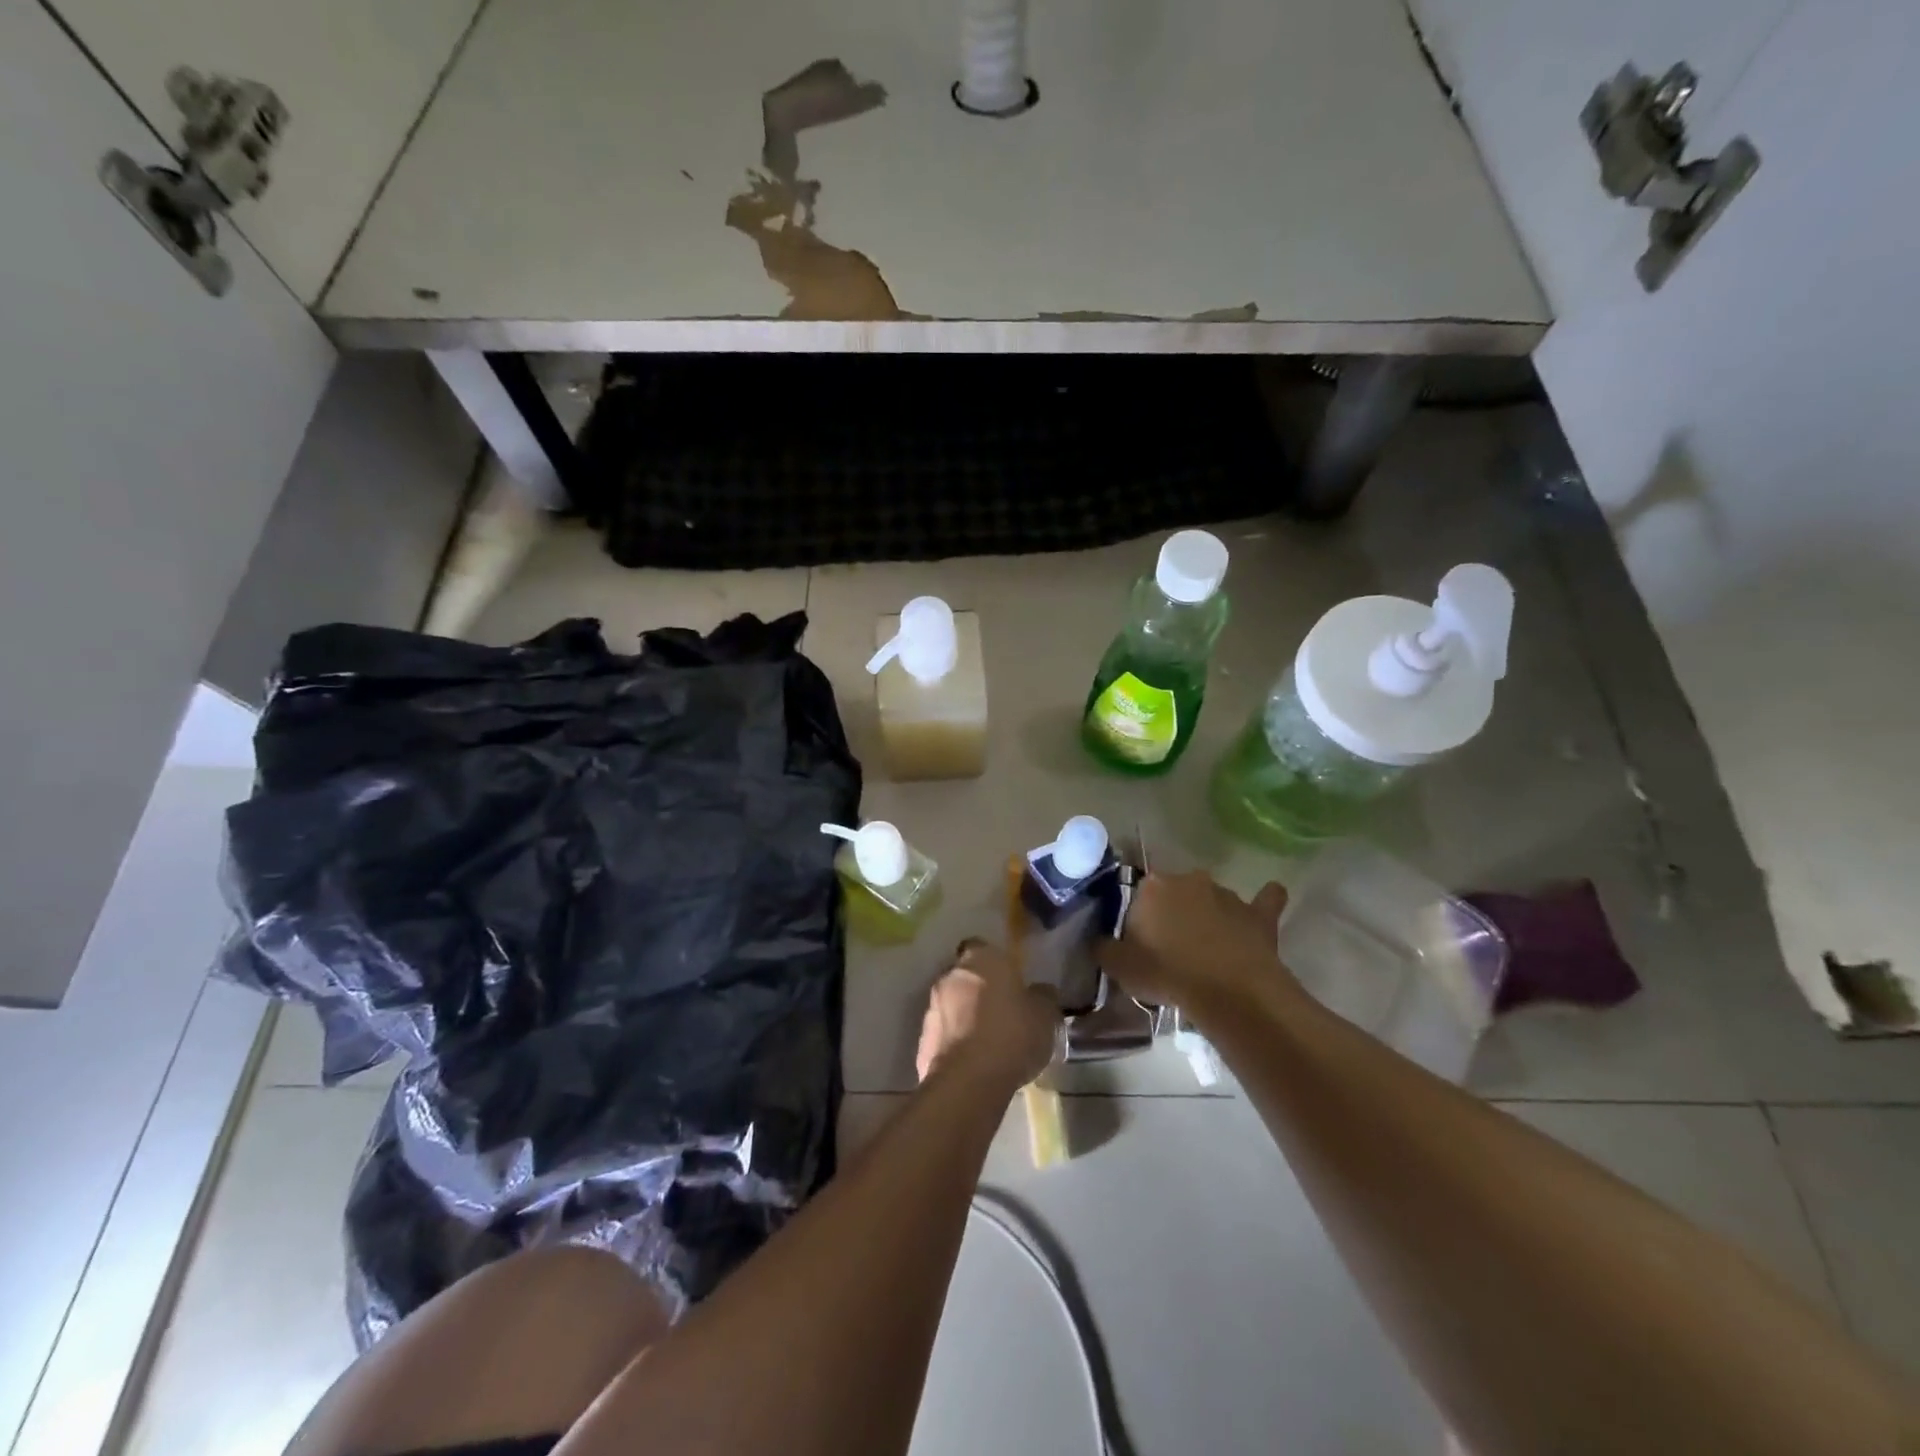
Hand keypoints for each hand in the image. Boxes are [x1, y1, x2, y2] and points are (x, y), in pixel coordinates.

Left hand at [916, 940, 1060, 1088]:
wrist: (969, 1080)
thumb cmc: (1012, 1034)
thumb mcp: (1044, 1015)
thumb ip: (1042, 997)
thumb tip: (1041, 991)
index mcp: (981, 959)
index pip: (982, 947)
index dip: (994, 962)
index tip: (1008, 979)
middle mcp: (950, 975)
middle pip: (964, 976)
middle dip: (978, 990)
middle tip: (1000, 1011)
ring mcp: (932, 1007)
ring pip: (951, 1005)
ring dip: (964, 1017)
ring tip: (988, 1041)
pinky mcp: (922, 1039)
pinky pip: (943, 1034)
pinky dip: (955, 1043)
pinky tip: (973, 1062)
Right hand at [1097, 870, 1293, 1014]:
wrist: (1229, 992)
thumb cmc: (1167, 974)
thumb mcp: (1119, 967)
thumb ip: (1104, 948)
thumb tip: (1100, 941)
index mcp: (1152, 887)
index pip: (1137, 894)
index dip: (1138, 918)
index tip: (1139, 942)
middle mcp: (1188, 880)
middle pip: (1174, 893)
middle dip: (1172, 912)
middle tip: (1169, 947)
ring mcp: (1226, 894)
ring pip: (1211, 899)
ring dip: (1208, 915)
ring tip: (1207, 949)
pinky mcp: (1258, 914)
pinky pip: (1264, 901)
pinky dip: (1264, 901)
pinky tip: (1265, 904)